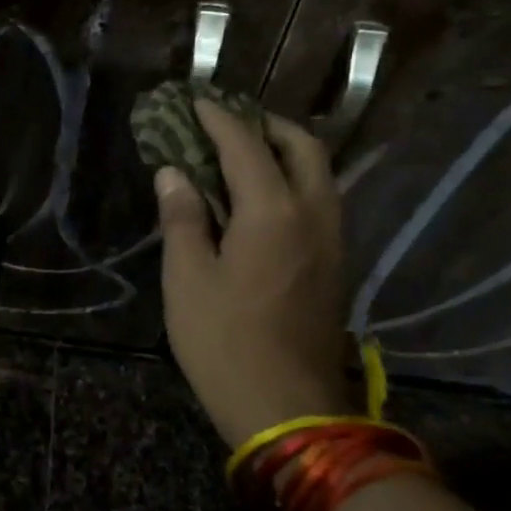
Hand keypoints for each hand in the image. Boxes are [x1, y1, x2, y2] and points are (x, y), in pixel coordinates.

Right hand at [155, 101, 351, 447]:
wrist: (286, 408)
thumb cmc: (224, 341)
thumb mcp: (187, 278)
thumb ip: (182, 217)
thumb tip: (174, 172)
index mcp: (274, 211)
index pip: (246, 145)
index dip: (218, 119)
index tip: (194, 102)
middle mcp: (314, 214)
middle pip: (302, 146)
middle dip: (265, 124)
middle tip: (227, 123)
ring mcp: (333, 240)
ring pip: (319, 173)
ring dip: (285, 151)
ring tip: (244, 154)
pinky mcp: (336, 265)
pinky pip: (320, 201)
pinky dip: (294, 181)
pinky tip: (263, 198)